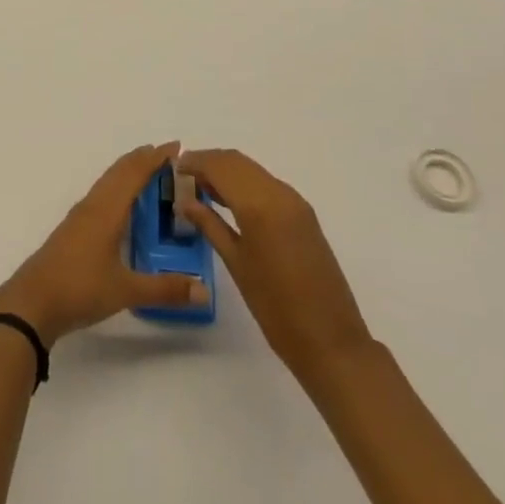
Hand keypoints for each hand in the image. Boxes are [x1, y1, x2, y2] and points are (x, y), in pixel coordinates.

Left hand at [0, 142, 211, 346]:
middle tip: (168, 155)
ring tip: (149, 172)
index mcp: (107, 210)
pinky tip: (122, 205)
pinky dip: (117, 188)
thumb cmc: (79, 288)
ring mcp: (80, 217)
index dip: (155, 158)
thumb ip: (166, 289)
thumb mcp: (126, 291)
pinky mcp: (72, 230)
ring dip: (128, 172)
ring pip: (108, 182)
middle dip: (143, 159)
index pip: (134, 174)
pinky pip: (100, 195)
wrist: (31, 303)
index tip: (176, 146)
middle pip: (119, 171)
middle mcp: (93, 205)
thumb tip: (205, 290)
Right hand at [175, 149, 372, 390]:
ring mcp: (295, 202)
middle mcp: (279, 193)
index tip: (173, 168)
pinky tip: (229, 201)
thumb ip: (210, 225)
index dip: (194, 162)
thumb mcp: (236, 264)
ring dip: (227, 171)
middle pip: (237, 162)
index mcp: (259, 205)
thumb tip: (185, 201)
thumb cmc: (276, 308)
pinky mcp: (304, 214)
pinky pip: (267, 184)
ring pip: (253, 170)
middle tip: (184, 176)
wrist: (331, 341)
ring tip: (200, 187)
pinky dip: (244, 183)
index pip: (220, 166)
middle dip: (209, 162)